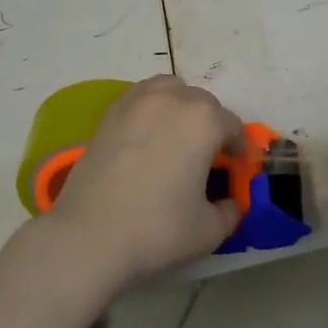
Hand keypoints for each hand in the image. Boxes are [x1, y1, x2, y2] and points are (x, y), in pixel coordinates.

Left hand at [44, 75, 246, 291]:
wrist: (88, 238)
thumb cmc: (157, 231)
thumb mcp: (210, 231)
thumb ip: (229, 211)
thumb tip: (229, 203)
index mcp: (204, 121)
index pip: (233, 127)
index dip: (239, 149)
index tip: (236, 168)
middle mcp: (173, 99)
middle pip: (203, 103)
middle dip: (211, 126)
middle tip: (206, 158)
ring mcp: (137, 102)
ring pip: (170, 90)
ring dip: (180, 107)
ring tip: (176, 137)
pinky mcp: (109, 113)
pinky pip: (141, 99)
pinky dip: (151, 110)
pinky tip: (146, 139)